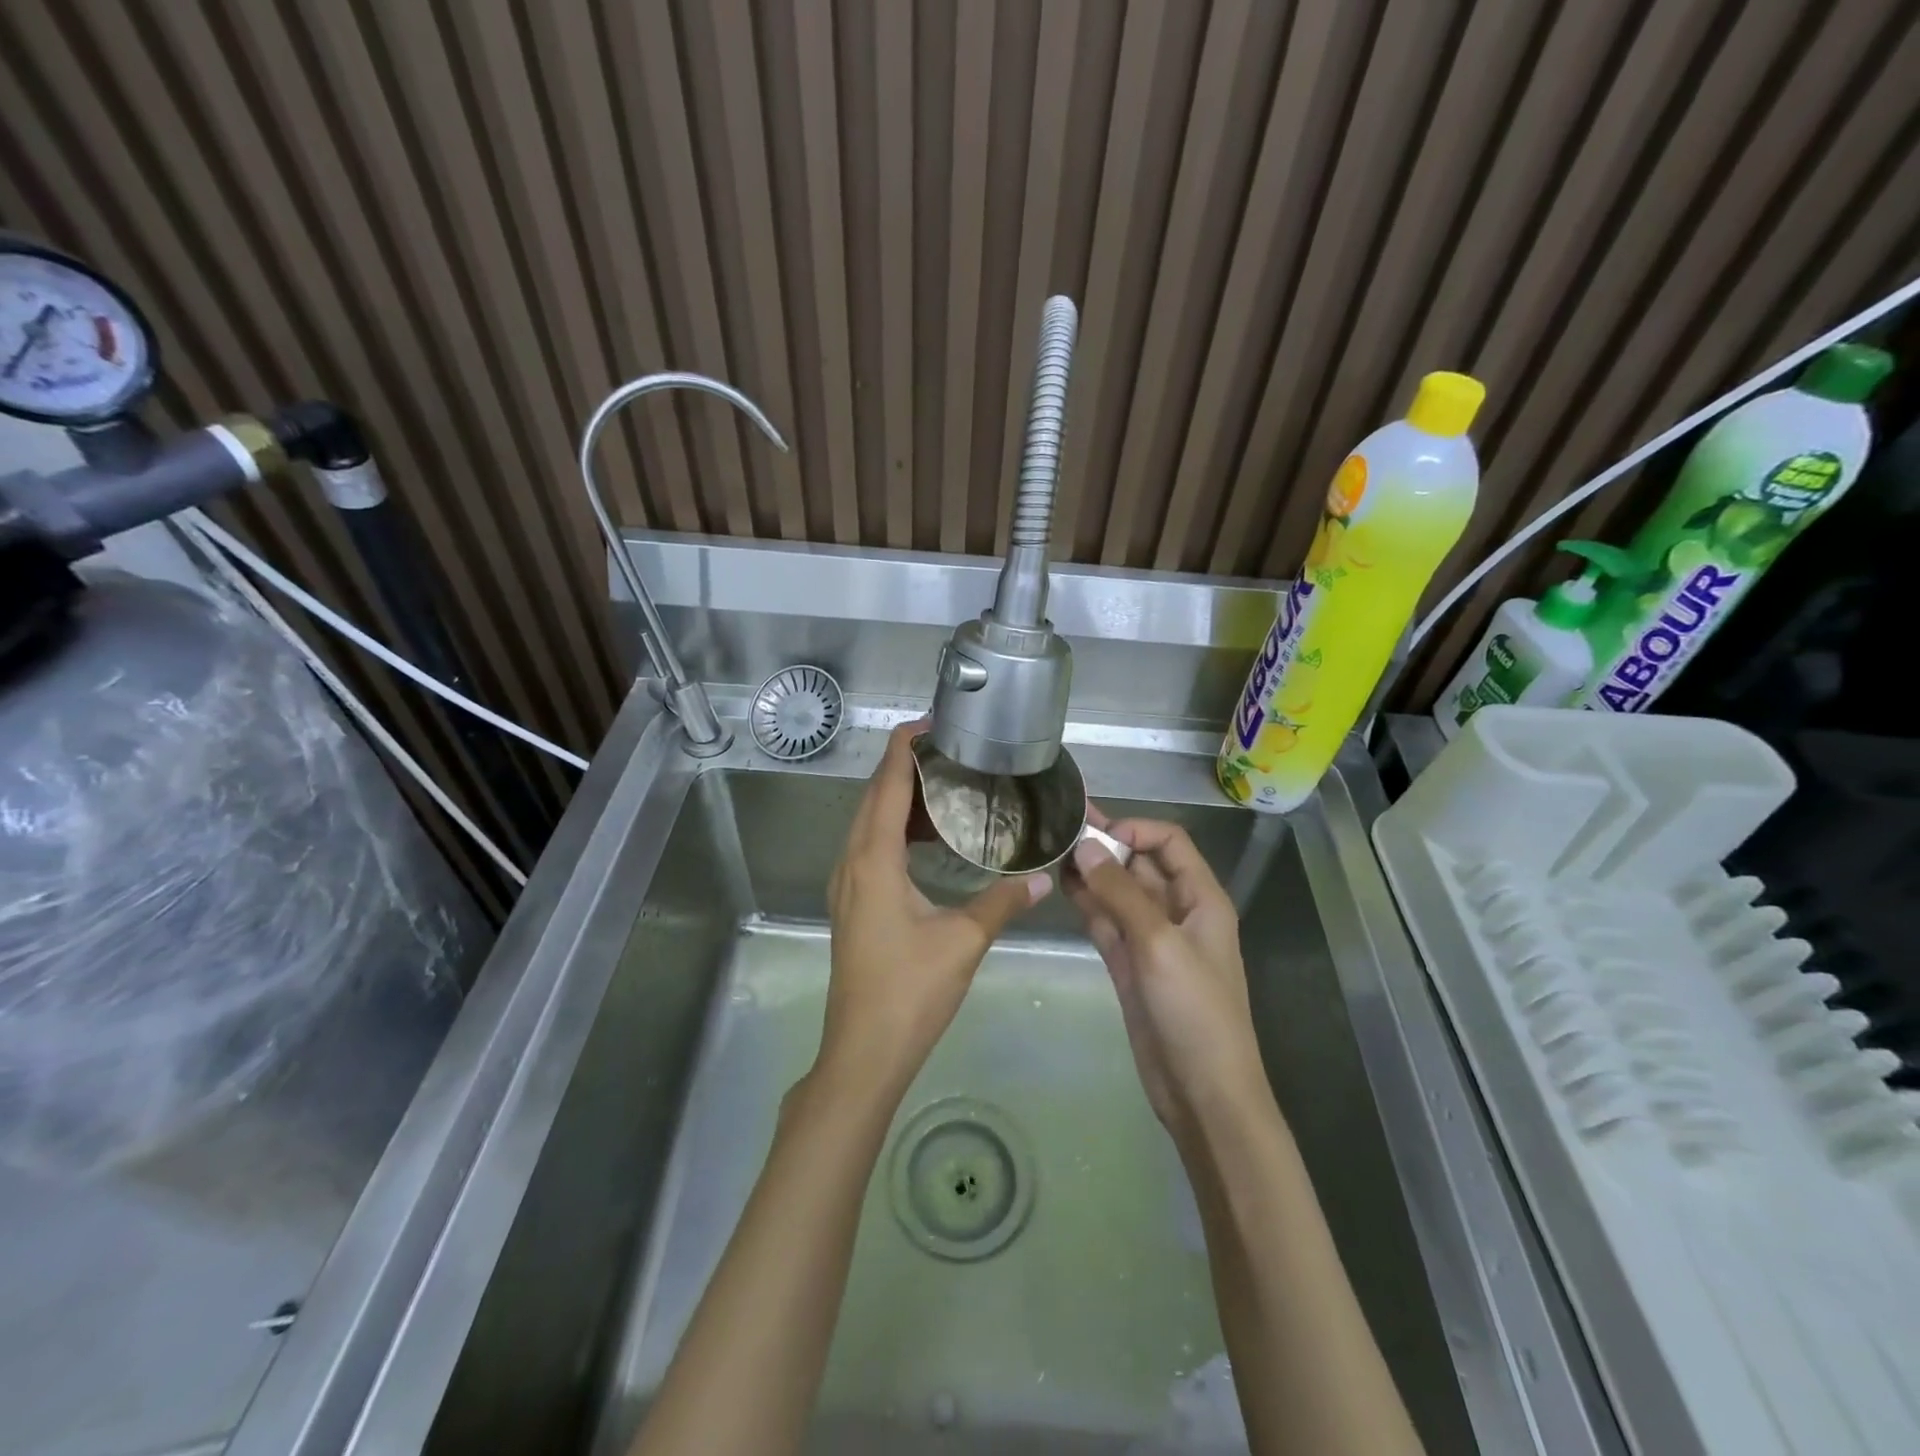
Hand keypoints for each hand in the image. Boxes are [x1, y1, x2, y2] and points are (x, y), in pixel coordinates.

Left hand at [815, 720, 1050, 1103]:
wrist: (864, 1051)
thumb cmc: (910, 991)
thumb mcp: (963, 941)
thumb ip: (1003, 901)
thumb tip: (1047, 878)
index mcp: (874, 860)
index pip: (887, 785)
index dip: (904, 748)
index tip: (931, 722)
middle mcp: (852, 862)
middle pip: (873, 797)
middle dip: (905, 767)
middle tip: (950, 751)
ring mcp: (846, 884)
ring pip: (868, 823)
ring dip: (899, 799)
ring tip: (945, 788)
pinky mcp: (851, 903)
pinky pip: (869, 847)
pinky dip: (895, 830)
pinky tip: (928, 841)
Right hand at [1065, 811, 1269, 1143]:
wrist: (1202, 1092)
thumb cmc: (1194, 1011)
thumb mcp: (1159, 944)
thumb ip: (1120, 893)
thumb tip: (1084, 847)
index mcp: (1200, 898)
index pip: (1169, 842)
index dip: (1134, 829)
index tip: (1093, 834)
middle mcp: (1176, 910)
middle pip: (1140, 863)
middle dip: (1105, 845)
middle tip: (1058, 828)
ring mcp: (1151, 938)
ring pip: (1118, 892)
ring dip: (1091, 873)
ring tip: (1052, 852)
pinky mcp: (1130, 964)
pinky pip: (1107, 921)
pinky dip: (1088, 904)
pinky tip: (1062, 888)